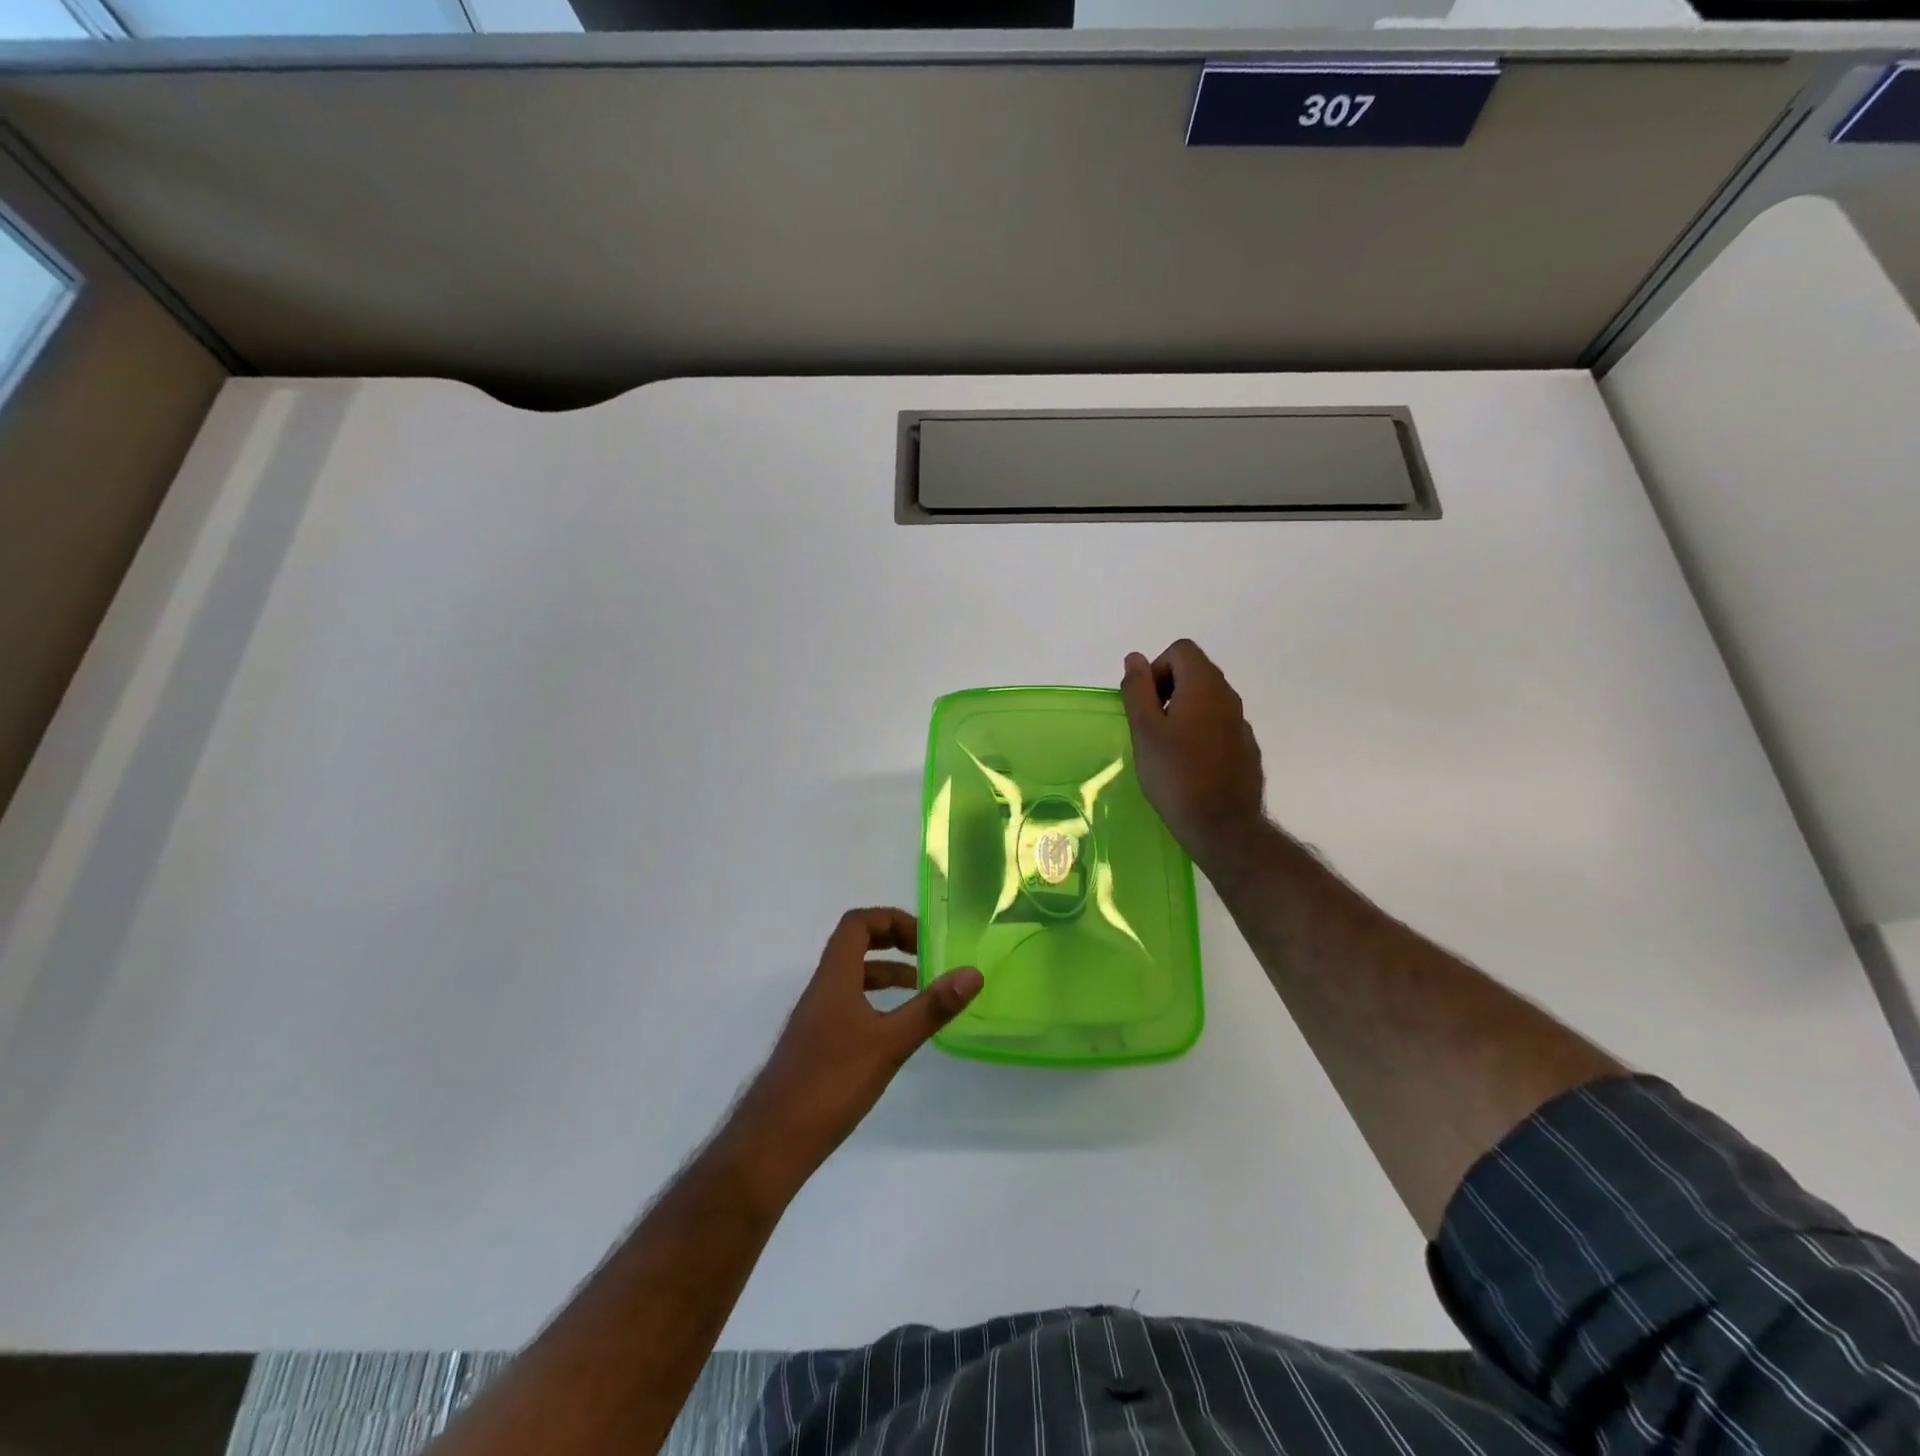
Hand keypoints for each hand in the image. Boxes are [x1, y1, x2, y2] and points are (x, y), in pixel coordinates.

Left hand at [727, 909, 981, 1198]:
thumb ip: (931, 1008)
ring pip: (853, 978)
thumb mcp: (890, 1043)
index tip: (924, 939)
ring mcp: (816, 1018)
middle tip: (927, 956)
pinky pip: (849, 1005)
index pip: (857, 923)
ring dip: (886, 974)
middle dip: (892, 942)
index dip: (890, 919)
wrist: (773, 1142)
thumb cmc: (831, 1083)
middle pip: (854, 945)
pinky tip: (894, 1031)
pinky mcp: (816, 1045)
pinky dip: (875, 1003)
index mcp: (834, 977)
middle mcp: (822, 989)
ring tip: (921, 990)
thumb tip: (973, 973)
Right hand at [1120, 639, 1268, 879]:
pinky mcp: (1246, 748)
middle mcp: (1228, 696)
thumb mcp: (1145, 730)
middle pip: (1195, 671)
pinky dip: (1200, 732)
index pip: (1180, 650)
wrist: (1222, 825)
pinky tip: (1188, 765)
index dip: (1156, 669)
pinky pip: (1218, 725)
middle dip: (1167, 689)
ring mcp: (1241, 723)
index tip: (1145, 704)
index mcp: (1204, 685)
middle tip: (1149, 726)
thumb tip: (1135, 658)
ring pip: (1207, 700)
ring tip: (1165, 747)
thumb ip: (1138, 689)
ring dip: (1183, 711)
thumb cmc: (1175, 774)